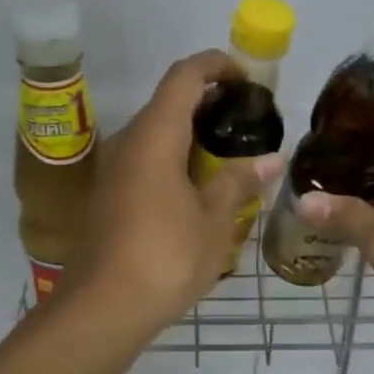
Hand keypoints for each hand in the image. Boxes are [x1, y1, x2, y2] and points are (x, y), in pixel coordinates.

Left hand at [64, 50, 284, 333]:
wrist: (103, 308)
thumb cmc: (165, 256)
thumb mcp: (214, 220)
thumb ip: (239, 182)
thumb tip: (270, 160)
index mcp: (154, 136)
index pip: (184, 76)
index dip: (216, 65)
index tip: (246, 77)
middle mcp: (128, 142)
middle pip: (169, 102)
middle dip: (209, 102)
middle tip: (249, 121)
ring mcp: (114, 170)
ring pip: (156, 134)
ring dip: (192, 135)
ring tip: (232, 154)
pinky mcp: (110, 196)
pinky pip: (147, 160)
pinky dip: (176, 159)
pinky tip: (201, 188)